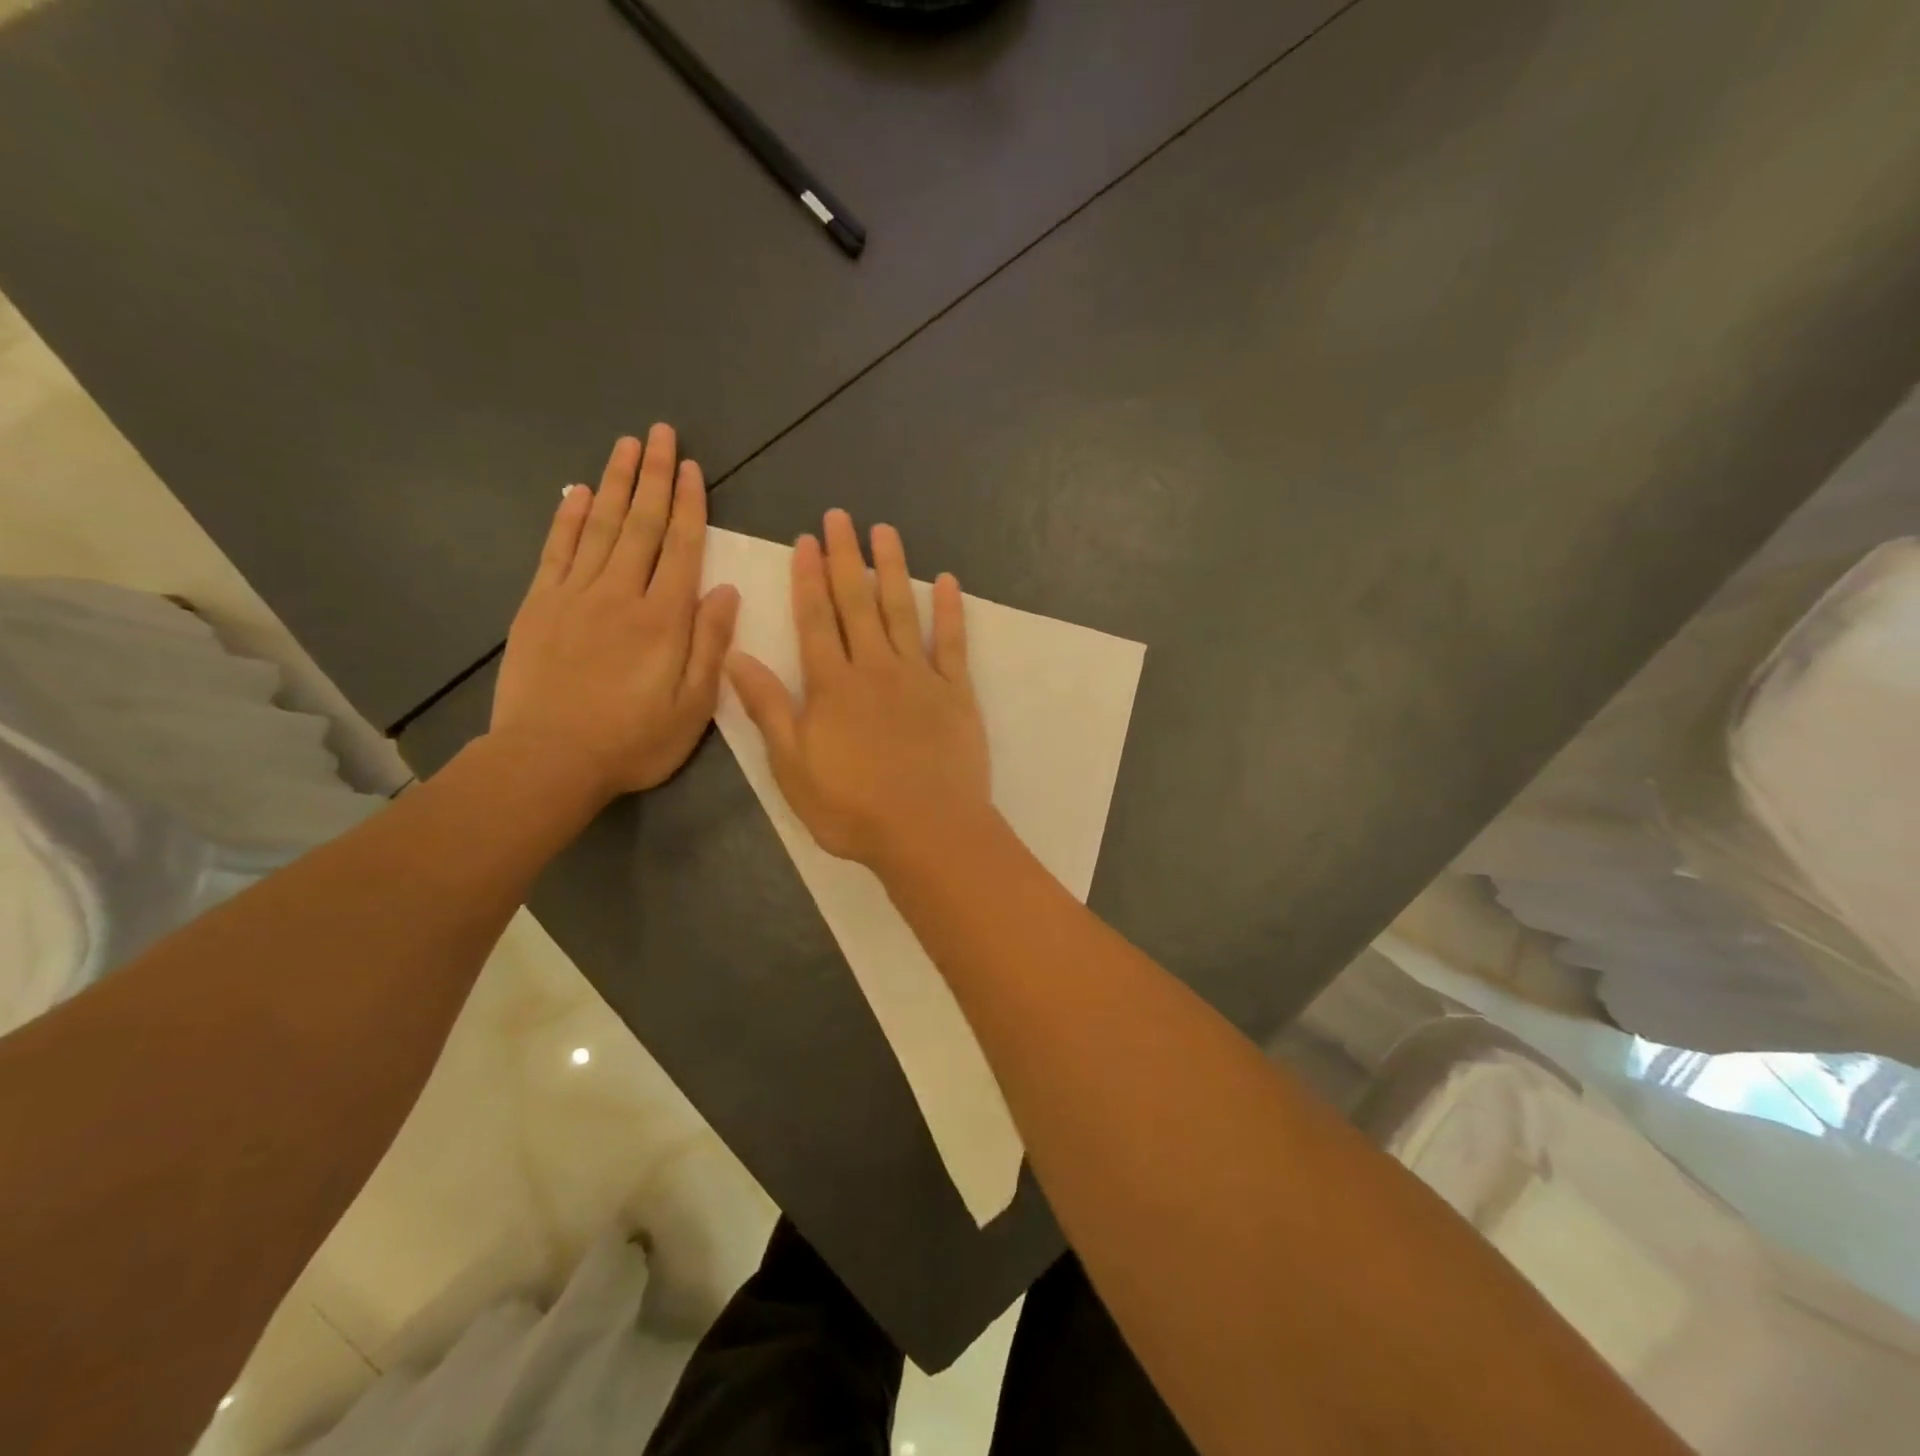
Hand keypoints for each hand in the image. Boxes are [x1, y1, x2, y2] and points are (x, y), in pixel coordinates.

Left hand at [491, 426, 739, 802]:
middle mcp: (621, 593)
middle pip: (642, 524)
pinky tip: (578, 491)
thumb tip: (725, 590)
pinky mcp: (539, 605)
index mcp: (664, 618)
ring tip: (628, 445)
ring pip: (601, 526)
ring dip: (617, 482)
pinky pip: (557, 550)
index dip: (691, 506)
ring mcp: (575, 595)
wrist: (548, 760)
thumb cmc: (633, 740)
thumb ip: (711, 644)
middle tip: (662, 433)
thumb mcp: (693, 706)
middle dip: (655, 476)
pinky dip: (569, 517)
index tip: (694, 469)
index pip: (682, 548)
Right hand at [726, 509, 991, 868]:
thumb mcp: (793, 766)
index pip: (815, 620)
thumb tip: (737, 656)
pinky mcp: (956, 692)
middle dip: (845, 558)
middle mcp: (875, 668)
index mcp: (832, 686)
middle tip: (840, 516)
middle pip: (856, 603)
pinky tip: (946, 581)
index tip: (805, 541)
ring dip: (892, 568)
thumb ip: (768, 708)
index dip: (807, 579)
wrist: (927, 831)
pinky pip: (952, 642)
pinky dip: (949, 610)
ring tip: (884, 531)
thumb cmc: (852, 808)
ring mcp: (920, 677)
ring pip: (902, 611)